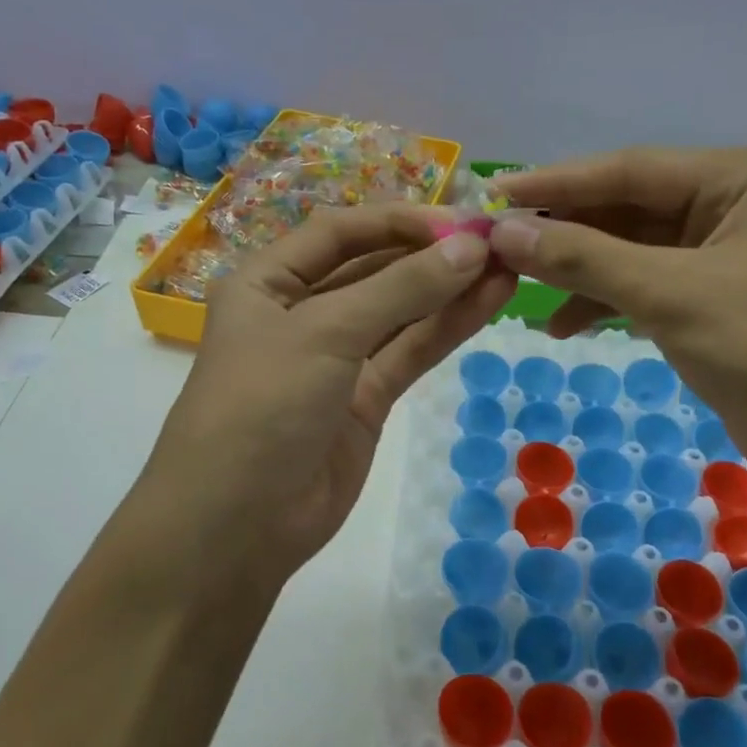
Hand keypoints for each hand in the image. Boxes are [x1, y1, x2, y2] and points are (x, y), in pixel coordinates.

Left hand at [140, 205, 515, 590]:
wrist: (238, 525)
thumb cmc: (262, 406)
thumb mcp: (324, 333)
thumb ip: (401, 289)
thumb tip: (470, 247)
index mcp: (267, 282)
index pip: (340, 233)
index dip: (398, 221)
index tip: (459, 222)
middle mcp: (300, 313)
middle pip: (373, 270)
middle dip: (431, 255)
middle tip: (497, 241)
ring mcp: (336, 359)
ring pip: (399, 313)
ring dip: (449, 290)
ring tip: (509, 265)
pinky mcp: (365, 400)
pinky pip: (409, 353)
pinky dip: (447, 328)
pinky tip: (489, 302)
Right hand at [490, 148, 746, 503]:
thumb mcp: (671, 294)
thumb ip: (585, 258)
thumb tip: (505, 232)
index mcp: (740, 178)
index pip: (630, 170)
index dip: (558, 185)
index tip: (494, 197)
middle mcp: (734, 205)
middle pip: (629, 210)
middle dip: (566, 233)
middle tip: (499, 250)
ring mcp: (726, 256)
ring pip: (633, 252)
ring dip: (581, 273)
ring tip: (522, 293)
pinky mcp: (717, 302)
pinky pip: (647, 288)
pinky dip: (607, 304)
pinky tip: (565, 326)